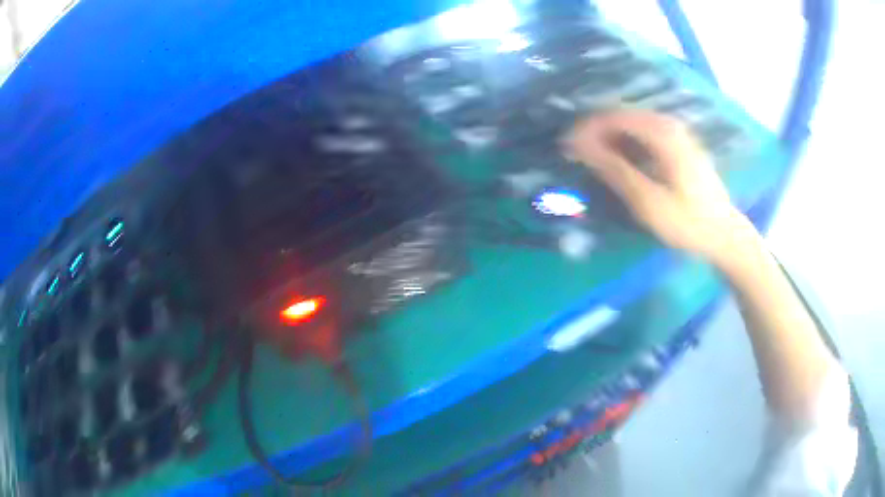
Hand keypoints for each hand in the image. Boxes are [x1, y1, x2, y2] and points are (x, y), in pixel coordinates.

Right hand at [564, 109, 749, 261]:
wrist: (724, 234)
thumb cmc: (687, 222)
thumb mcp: (648, 201)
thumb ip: (614, 169)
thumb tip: (579, 145)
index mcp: (662, 133)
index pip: (613, 117)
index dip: (586, 129)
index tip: (567, 148)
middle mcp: (669, 124)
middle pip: (622, 117)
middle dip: (596, 133)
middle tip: (577, 156)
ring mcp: (676, 133)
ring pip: (632, 125)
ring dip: (610, 139)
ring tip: (594, 161)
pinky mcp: (679, 144)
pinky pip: (644, 134)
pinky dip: (627, 144)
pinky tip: (621, 162)